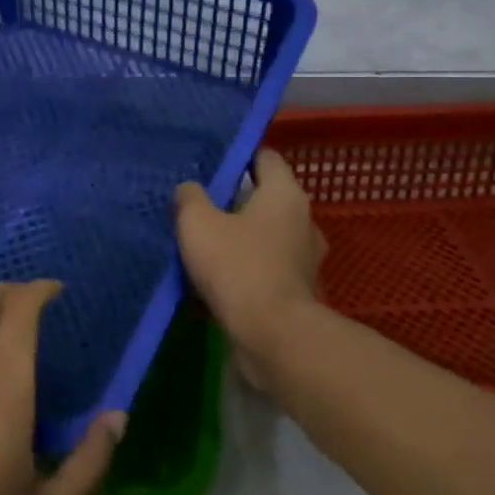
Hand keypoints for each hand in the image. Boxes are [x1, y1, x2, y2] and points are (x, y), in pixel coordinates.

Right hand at [175, 149, 327, 390]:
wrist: (273, 337)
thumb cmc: (237, 266)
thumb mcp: (197, 222)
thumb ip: (189, 198)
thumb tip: (189, 190)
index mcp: (285, 194)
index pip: (265, 158)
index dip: (238, 157)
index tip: (210, 166)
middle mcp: (303, 221)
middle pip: (265, 199)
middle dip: (234, 202)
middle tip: (198, 206)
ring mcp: (304, 260)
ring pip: (264, 237)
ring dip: (238, 239)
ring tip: (202, 245)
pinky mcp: (297, 293)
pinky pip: (265, 270)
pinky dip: (244, 272)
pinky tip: (214, 281)